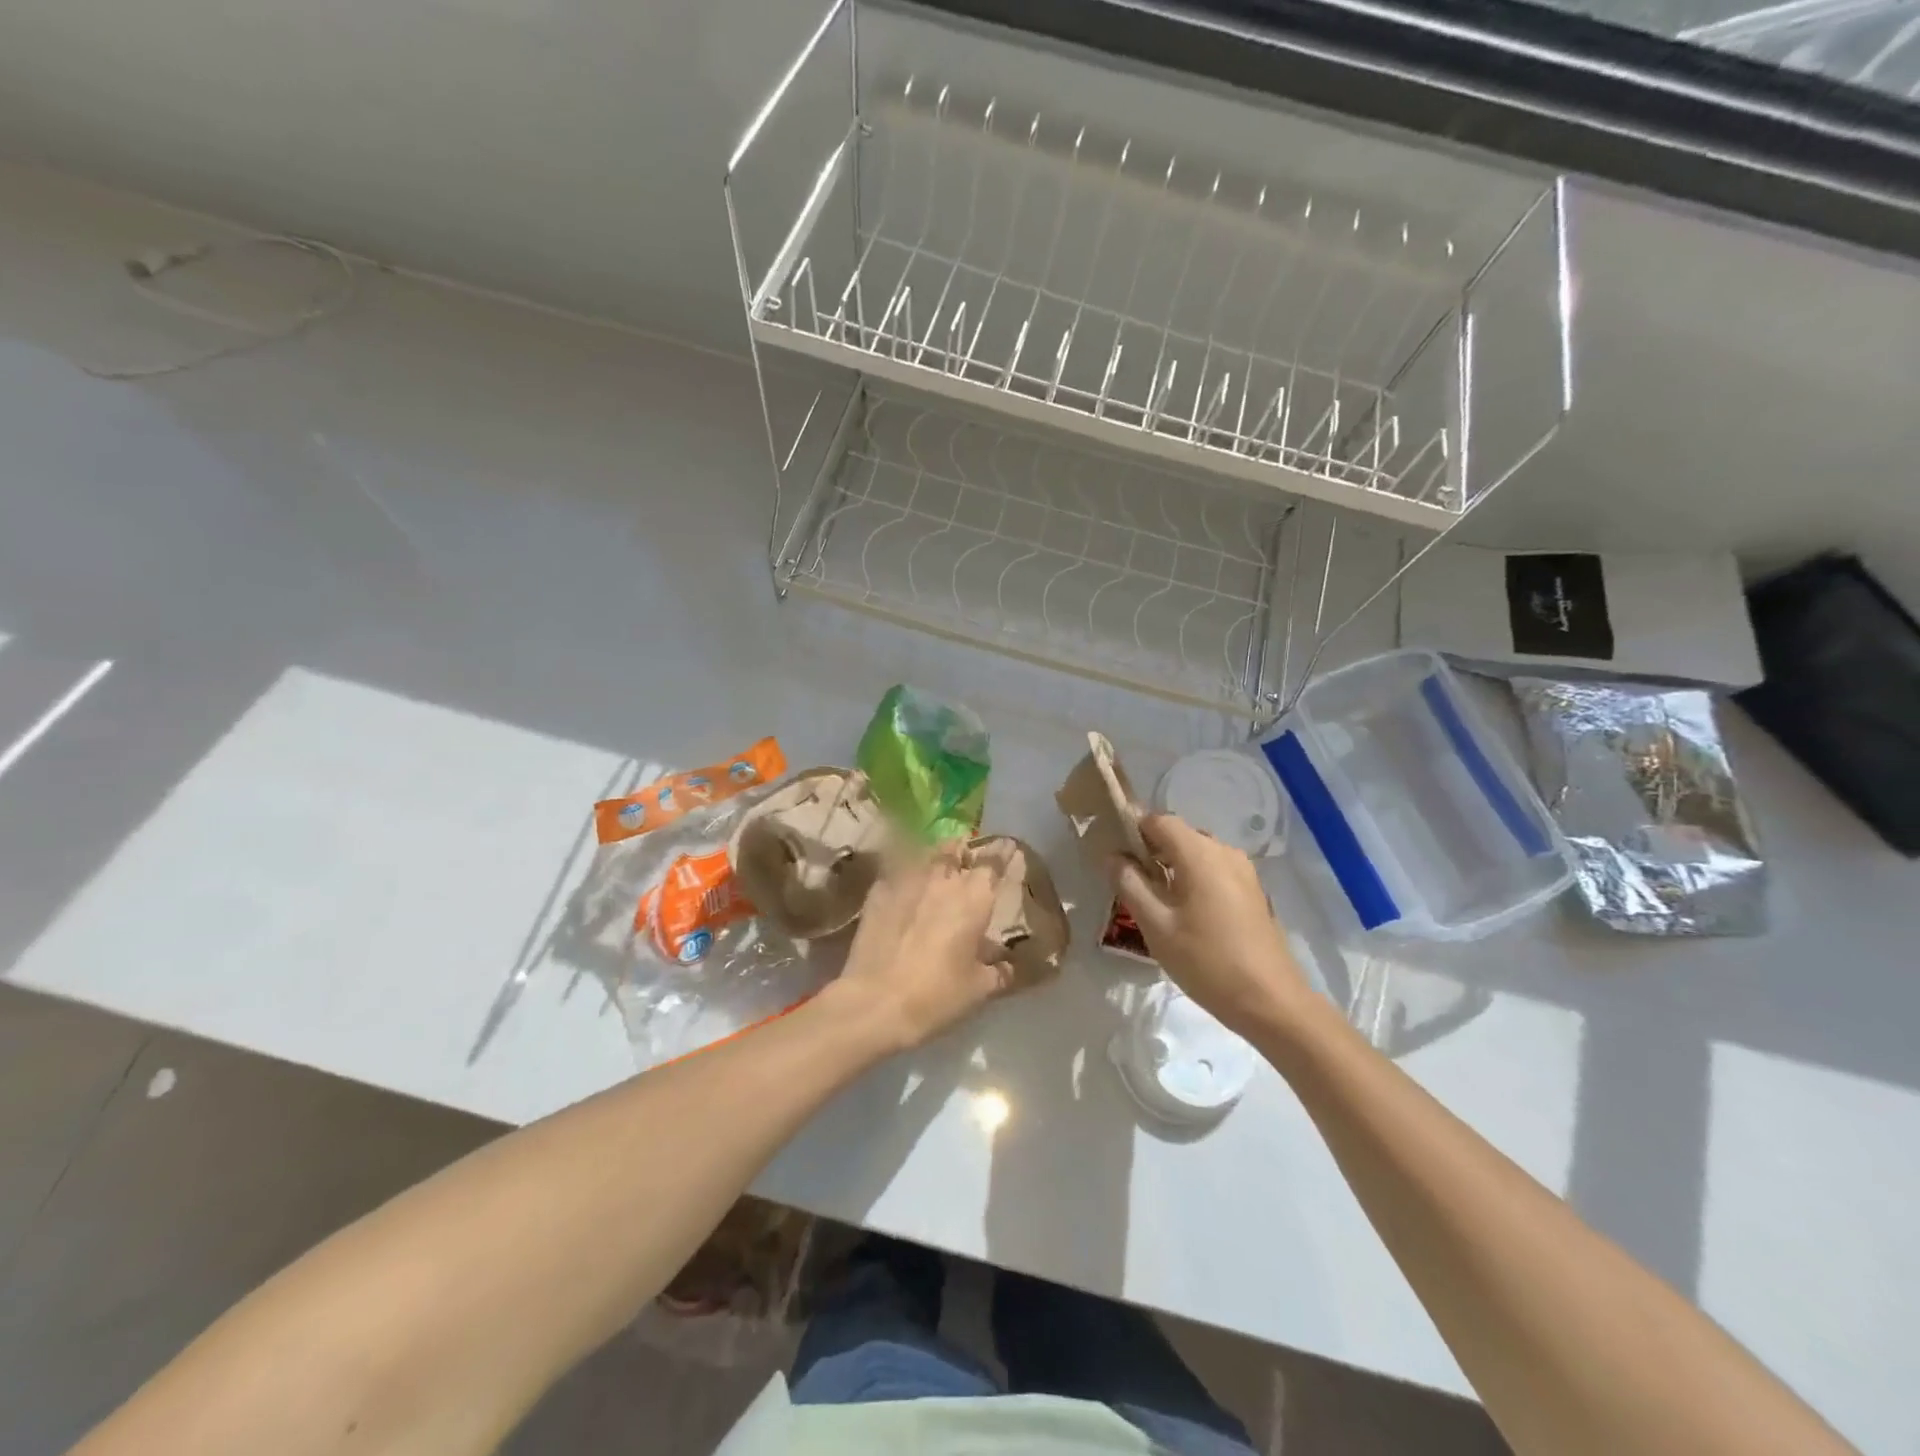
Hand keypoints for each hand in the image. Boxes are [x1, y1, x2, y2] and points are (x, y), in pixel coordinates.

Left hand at [829, 843, 1009, 1052]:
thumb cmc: (937, 995)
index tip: (1006, 855)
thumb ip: (998, 971)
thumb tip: (1007, 967)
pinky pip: (896, 874)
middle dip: (964, 854)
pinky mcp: (877, 892)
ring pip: (925, 856)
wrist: (876, 1002)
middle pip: (956, 850)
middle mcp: (942, 878)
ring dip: (934, 861)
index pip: (994, 860)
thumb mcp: (979, 989)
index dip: (1002, 856)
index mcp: (975, 896)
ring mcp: (906, 880)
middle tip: (966, 868)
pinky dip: (904, 879)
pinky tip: (902, 895)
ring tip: (935, 875)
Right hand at [1111, 814, 1309, 1037]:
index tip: (1114, 855)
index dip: (1132, 830)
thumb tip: (1113, 855)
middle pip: (1179, 835)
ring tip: (1155, 901)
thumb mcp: (1156, 925)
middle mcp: (1224, 851)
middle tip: (1129, 883)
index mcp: (1199, 853)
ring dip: (1172, 867)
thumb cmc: (1206, 961)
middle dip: (1151, 851)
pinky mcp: (1253, 891)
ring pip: (1197, 854)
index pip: (1158, 820)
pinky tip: (1185, 913)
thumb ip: (1130, 884)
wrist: (1270, 1001)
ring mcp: (1243, 871)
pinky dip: (1193, 879)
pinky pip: (1214, 870)